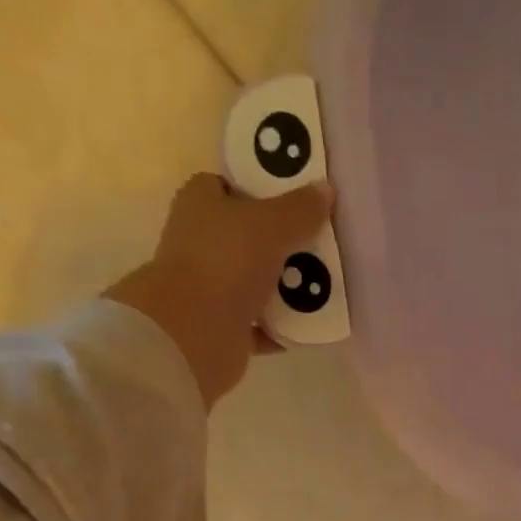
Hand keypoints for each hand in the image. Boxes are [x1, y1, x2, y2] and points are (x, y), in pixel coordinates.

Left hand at [106, 173, 334, 408]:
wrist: (194, 333)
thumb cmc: (226, 263)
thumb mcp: (271, 225)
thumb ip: (300, 209)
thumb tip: (325, 190)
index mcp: (201, 205)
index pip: (228, 187)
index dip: (260, 191)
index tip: (295, 202)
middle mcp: (201, 244)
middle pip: (247, 237)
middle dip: (282, 243)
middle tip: (320, 244)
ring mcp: (210, 288)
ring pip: (255, 282)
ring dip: (285, 288)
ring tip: (324, 285)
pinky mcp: (223, 327)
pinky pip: (261, 325)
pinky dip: (282, 327)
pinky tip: (310, 325)